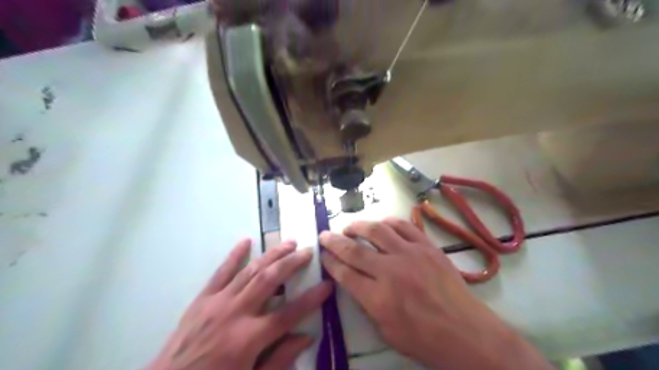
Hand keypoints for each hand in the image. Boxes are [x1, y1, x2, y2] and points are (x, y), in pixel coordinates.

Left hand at [152, 240, 331, 369]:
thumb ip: (279, 359)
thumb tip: (306, 337)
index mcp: (248, 339)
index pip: (288, 313)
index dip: (311, 298)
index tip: (327, 284)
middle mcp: (235, 314)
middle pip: (269, 280)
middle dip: (292, 263)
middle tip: (308, 251)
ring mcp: (217, 302)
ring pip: (250, 270)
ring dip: (272, 254)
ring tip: (289, 242)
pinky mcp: (202, 299)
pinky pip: (221, 271)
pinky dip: (234, 255)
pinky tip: (246, 240)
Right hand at [319, 220, 551, 369]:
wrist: (466, 332)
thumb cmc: (424, 340)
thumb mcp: (386, 331)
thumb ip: (367, 304)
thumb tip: (356, 282)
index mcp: (378, 298)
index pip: (344, 273)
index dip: (330, 262)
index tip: (323, 255)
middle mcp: (390, 271)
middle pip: (354, 249)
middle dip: (334, 241)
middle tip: (325, 235)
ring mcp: (410, 254)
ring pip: (377, 230)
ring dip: (358, 226)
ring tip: (350, 227)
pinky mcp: (427, 246)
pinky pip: (403, 226)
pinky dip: (389, 222)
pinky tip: (381, 224)